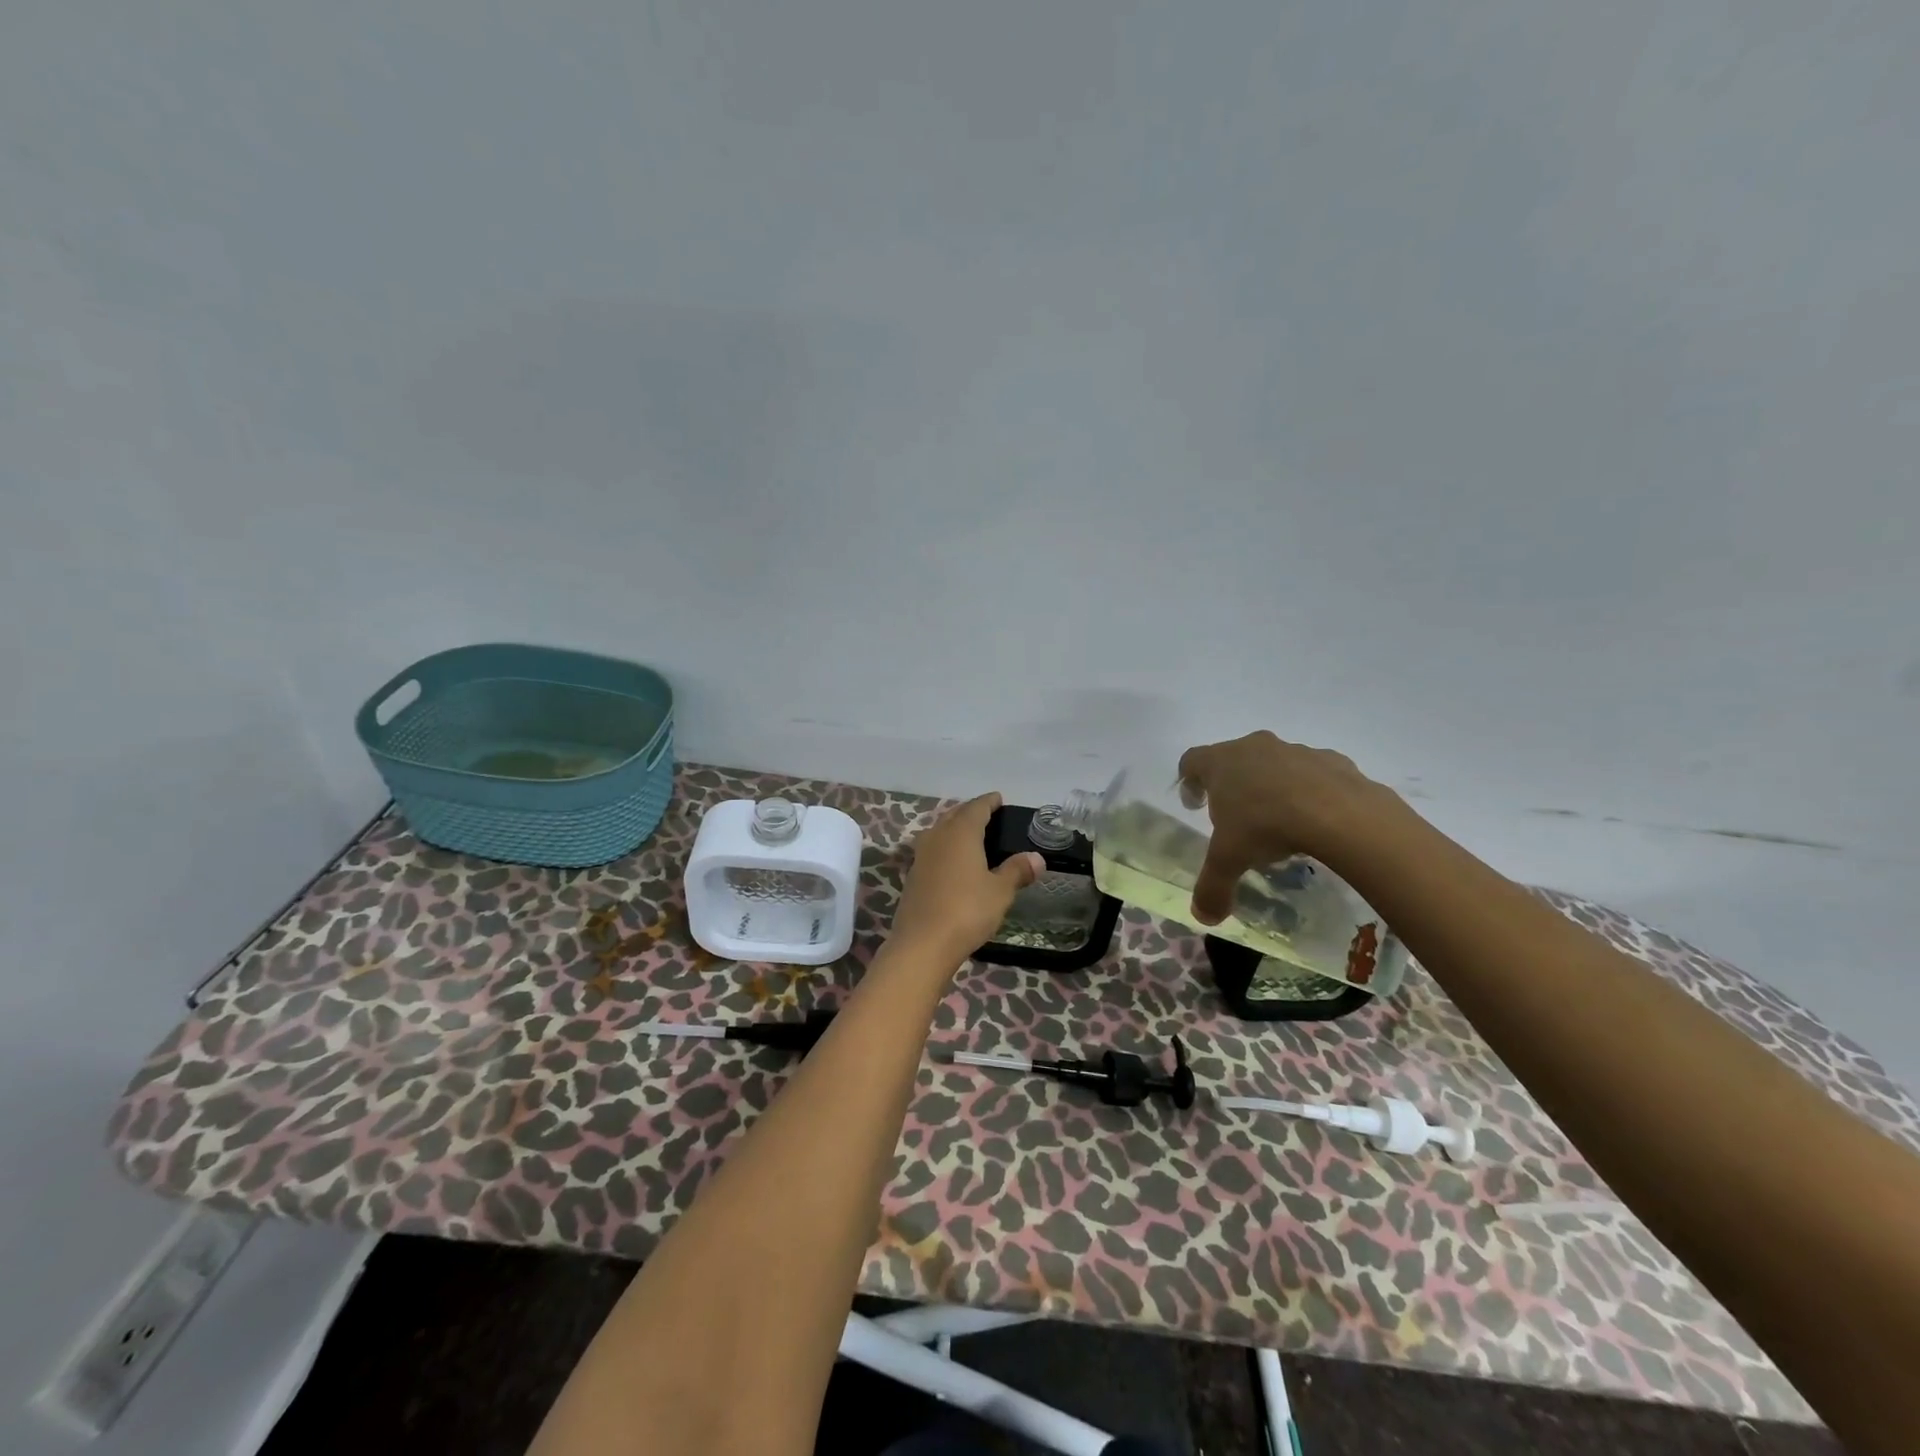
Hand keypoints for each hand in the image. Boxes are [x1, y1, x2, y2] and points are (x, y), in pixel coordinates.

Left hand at [890, 793, 1042, 962]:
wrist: (923, 943)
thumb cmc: (967, 911)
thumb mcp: (1000, 891)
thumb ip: (1016, 871)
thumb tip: (1036, 858)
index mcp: (961, 833)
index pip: (976, 808)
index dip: (988, 802)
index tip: (998, 799)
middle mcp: (938, 837)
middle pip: (954, 815)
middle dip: (970, 811)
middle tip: (987, 815)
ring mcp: (921, 856)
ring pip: (939, 831)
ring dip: (953, 828)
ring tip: (969, 835)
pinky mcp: (913, 875)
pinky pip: (931, 850)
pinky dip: (944, 847)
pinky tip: (952, 861)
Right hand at [1177, 731, 1396, 924]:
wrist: (1341, 814)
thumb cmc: (1266, 826)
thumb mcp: (1230, 861)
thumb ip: (1212, 887)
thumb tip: (1203, 916)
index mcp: (1221, 763)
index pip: (1191, 761)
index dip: (1188, 782)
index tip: (1195, 805)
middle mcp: (1255, 747)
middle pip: (1234, 759)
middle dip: (1232, 785)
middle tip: (1238, 817)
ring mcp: (1296, 750)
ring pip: (1275, 764)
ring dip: (1273, 786)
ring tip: (1282, 822)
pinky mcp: (1333, 760)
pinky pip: (1314, 773)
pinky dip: (1312, 791)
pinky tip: (1318, 819)